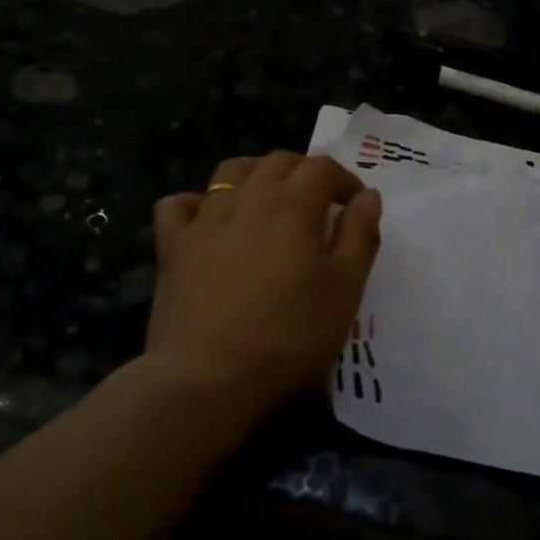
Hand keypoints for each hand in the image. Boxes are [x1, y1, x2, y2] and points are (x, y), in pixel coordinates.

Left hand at [146, 153, 381, 414]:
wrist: (209, 378)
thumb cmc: (290, 336)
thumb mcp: (345, 290)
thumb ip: (360, 235)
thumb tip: (367, 196)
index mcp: (293, 205)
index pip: (322, 168)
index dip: (344, 180)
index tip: (355, 206)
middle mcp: (247, 199)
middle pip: (278, 162)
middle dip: (305, 173)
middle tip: (320, 205)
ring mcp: (204, 220)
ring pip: (231, 172)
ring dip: (257, 175)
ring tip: (270, 201)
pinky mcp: (173, 247)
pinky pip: (178, 206)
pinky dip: (196, 203)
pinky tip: (209, 221)